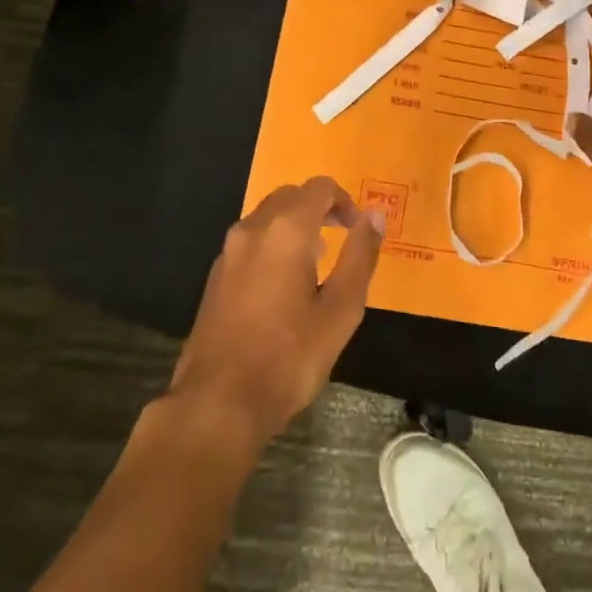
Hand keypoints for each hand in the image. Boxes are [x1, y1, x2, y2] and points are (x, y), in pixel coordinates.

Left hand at [167, 177, 383, 450]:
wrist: (217, 403)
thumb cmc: (289, 357)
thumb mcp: (341, 310)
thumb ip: (360, 256)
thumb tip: (375, 215)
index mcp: (286, 230)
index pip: (320, 188)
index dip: (345, 201)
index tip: (359, 229)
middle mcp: (253, 228)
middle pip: (291, 196)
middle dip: (319, 208)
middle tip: (342, 237)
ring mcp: (229, 251)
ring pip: (268, 216)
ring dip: (295, 225)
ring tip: (317, 262)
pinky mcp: (216, 275)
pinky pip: (251, 240)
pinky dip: (274, 243)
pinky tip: (285, 284)